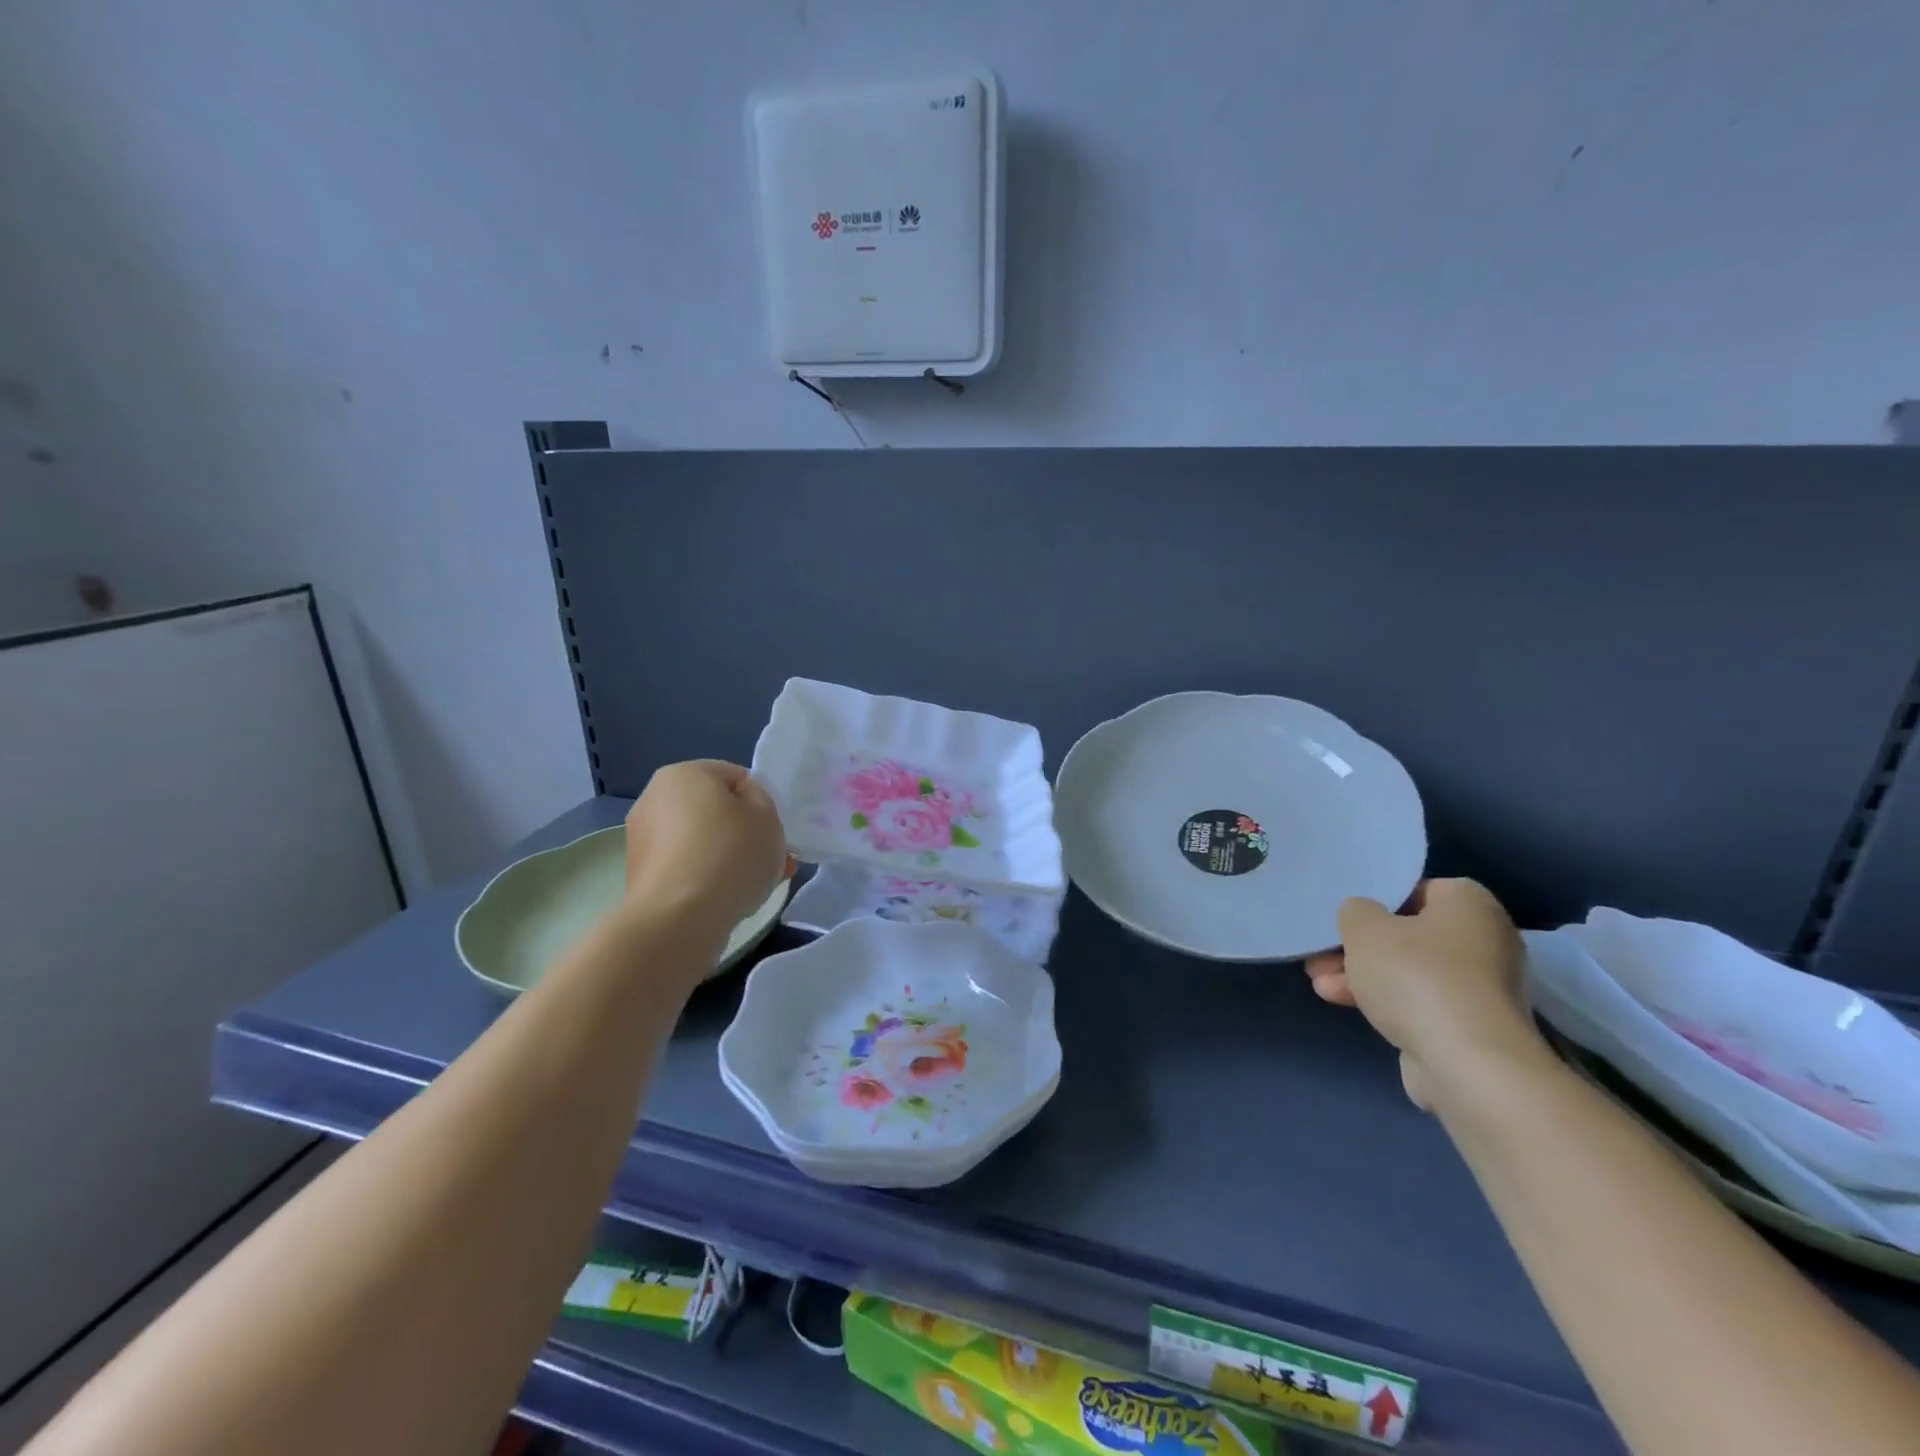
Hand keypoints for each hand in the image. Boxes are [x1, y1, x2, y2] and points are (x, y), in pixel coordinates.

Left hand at [622, 761, 792, 936]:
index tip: (774, 829)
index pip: (734, 776)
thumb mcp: (768, 816)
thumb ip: (760, 800)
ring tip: (758, 885)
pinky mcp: (640, 876)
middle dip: (745, 832)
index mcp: (683, 773)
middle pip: (715, 810)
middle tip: (773, 858)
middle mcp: (654, 798)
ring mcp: (642, 839)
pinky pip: (686, 867)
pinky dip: (708, 877)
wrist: (678, 920)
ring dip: (729, 857)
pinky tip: (730, 898)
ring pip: (702, 841)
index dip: (761, 801)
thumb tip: (742, 804)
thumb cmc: (729, 854)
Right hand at [1303, 879, 1538, 1108]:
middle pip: (1409, 935)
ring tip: (1318, 981)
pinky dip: (1384, 1001)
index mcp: (1470, 905)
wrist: (1468, 1065)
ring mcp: (1480, 988)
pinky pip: (1418, 1002)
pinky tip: (1339, 1001)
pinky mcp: (1470, 1027)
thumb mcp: (1364, 928)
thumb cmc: (1417, 977)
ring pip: (1409, 971)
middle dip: (1361, 946)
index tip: (1346, 917)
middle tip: (1323, 952)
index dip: (1377, 901)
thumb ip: (1355, 911)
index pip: (1418, 890)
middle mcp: (1485, 941)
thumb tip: (1363, 917)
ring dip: (1363, 974)